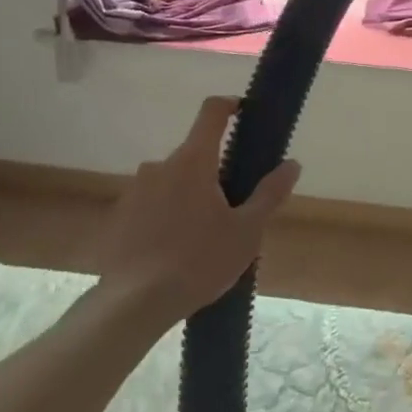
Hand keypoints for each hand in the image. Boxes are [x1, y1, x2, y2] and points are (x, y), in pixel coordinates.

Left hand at [91, 97, 300, 318]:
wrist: (132, 306)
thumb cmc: (198, 261)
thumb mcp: (247, 230)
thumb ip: (270, 193)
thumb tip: (292, 164)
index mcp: (193, 161)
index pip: (211, 112)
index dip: (230, 105)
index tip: (244, 112)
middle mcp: (160, 166)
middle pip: (194, 154)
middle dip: (215, 170)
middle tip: (235, 204)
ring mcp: (135, 191)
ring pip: (172, 180)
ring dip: (190, 194)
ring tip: (205, 233)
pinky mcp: (120, 217)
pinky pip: (152, 204)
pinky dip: (167, 214)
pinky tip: (176, 248)